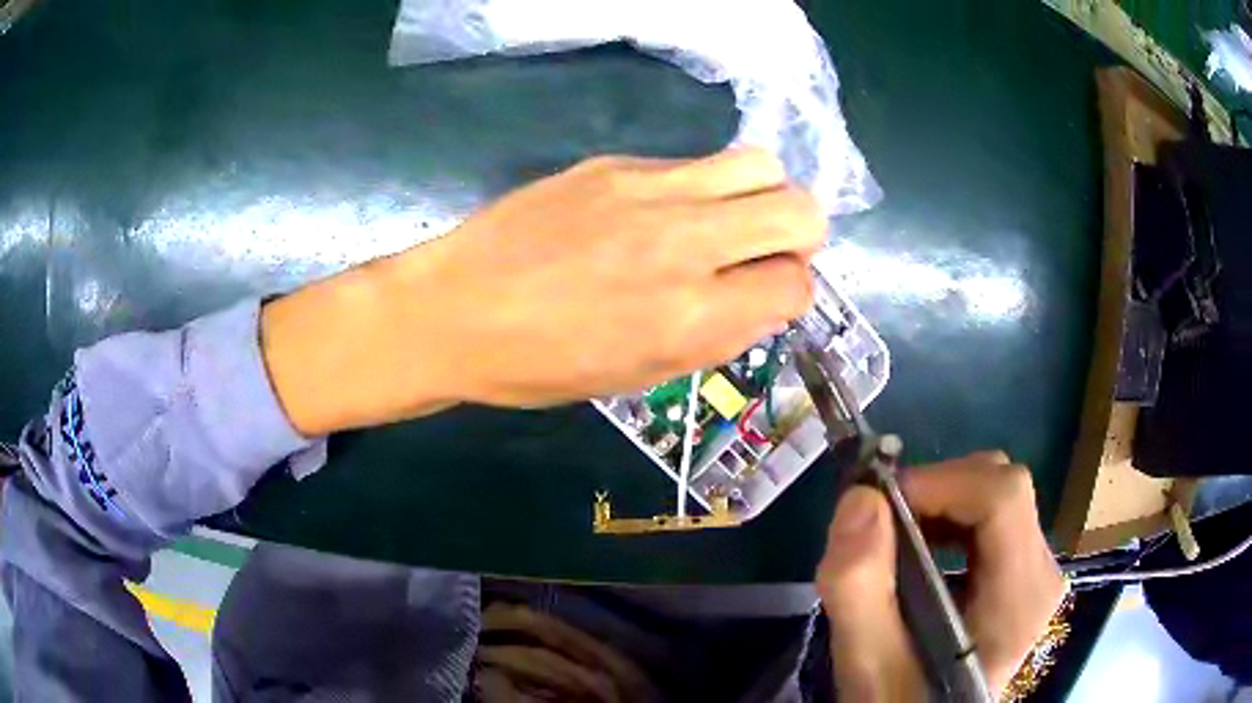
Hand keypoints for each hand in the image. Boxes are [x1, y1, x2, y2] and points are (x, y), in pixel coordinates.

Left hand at [261, 148, 824, 433]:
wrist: (453, 311)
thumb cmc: (540, 366)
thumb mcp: (639, 375)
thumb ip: (715, 334)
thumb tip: (762, 296)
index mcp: (690, 319)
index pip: (796, 284)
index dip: (791, 291)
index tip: (766, 295)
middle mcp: (685, 244)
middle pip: (801, 208)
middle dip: (800, 234)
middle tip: (764, 251)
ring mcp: (650, 190)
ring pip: (759, 163)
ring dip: (761, 194)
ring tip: (727, 220)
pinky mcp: (614, 163)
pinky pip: (692, 163)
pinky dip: (699, 188)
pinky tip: (658, 212)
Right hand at [815, 452, 1065, 700]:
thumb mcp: (869, 666)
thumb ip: (859, 589)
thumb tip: (860, 498)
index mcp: (1021, 598)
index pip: (1003, 498)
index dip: (941, 482)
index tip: (879, 503)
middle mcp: (1042, 572)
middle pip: (1003, 488)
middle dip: (937, 490)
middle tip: (881, 522)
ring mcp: (1035, 571)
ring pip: (997, 494)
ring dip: (940, 501)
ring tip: (894, 537)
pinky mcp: (1021, 573)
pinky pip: (993, 516)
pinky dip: (950, 516)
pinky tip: (919, 549)